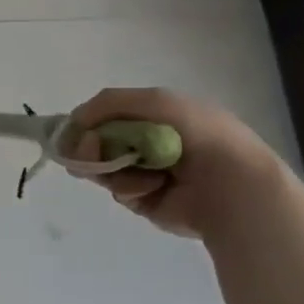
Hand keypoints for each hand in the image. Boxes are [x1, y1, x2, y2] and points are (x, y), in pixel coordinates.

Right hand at [67, 88, 281, 237]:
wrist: (230, 183)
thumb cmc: (196, 134)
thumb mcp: (154, 101)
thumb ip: (108, 103)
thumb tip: (74, 122)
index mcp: (157, 116)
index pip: (109, 115)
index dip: (88, 121)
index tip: (73, 130)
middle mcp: (150, 143)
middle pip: (101, 143)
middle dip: (91, 145)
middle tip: (87, 150)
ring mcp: (148, 173)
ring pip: (105, 168)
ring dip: (110, 166)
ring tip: (127, 167)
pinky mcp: (148, 202)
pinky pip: (121, 192)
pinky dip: (130, 186)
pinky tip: (151, 186)